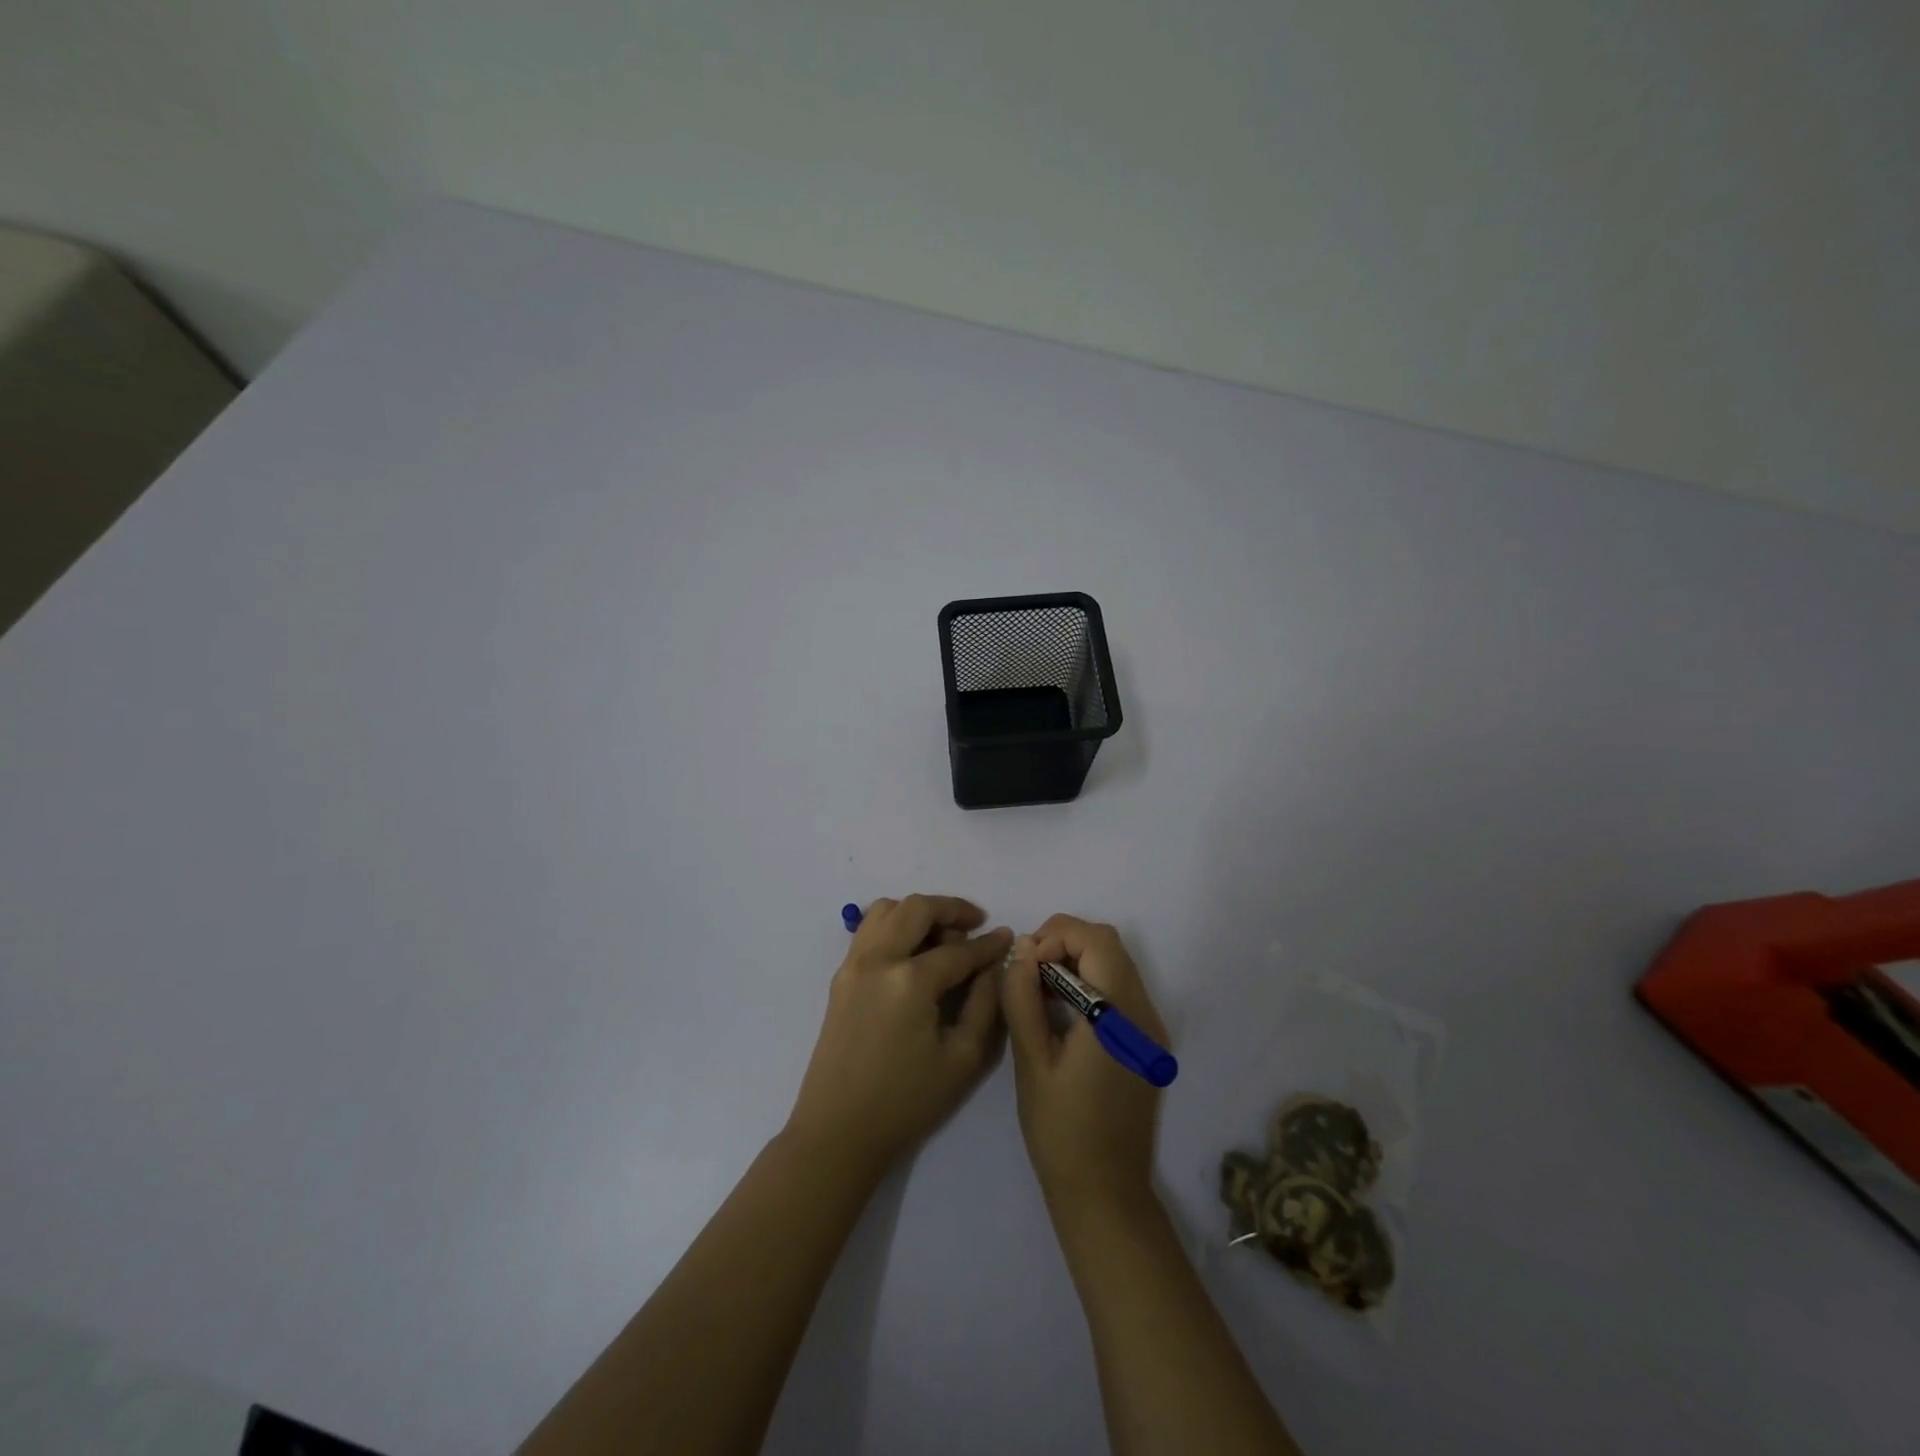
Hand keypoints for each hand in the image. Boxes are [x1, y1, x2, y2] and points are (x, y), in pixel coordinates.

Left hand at [785, 895, 1011, 1177]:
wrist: (838, 1131)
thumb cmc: (907, 1102)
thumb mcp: (962, 1058)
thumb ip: (985, 1003)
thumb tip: (994, 966)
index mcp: (910, 980)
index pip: (958, 950)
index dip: (988, 944)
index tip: (1007, 937)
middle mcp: (878, 959)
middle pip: (917, 908)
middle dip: (952, 909)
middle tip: (975, 924)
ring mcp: (853, 964)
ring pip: (886, 909)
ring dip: (918, 913)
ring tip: (942, 936)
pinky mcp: (840, 976)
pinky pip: (869, 930)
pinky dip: (894, 925)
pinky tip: (913, 951)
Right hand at [1001, 916, 1169, 1217]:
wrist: (1105, 1194)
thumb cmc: (1061, 1130)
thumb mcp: (1031, 1061)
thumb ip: (1023, 998)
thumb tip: (1022, 950)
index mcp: (1118, 1016)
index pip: (1097, 940)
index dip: (1057, 935)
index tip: (1026, 963)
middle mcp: (1145, 1015)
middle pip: (1110, 946)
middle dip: (1065, 944)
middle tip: (1029, 973)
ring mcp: (1151, 1031)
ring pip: (1117, 965)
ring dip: (1078, 962)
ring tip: (1040, 992)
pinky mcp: (1148, 1045)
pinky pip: (1121, 991)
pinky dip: (1091, 984)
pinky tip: (1063, 1014)